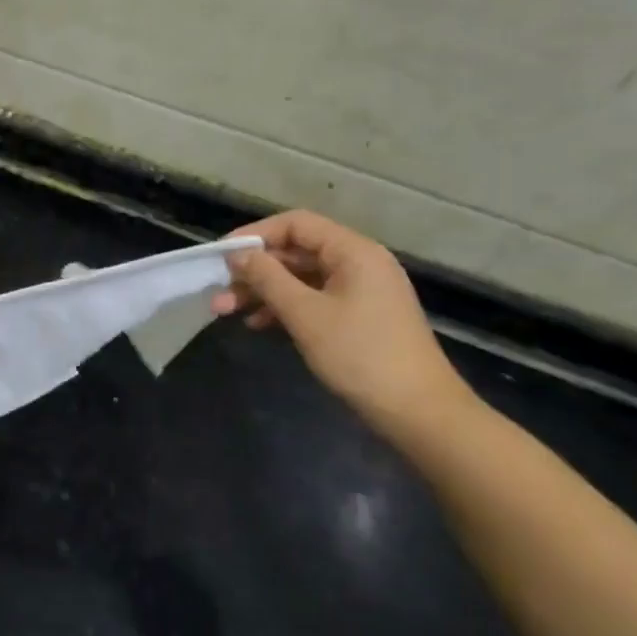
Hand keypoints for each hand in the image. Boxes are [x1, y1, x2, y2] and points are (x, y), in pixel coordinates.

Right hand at [213, 210, 470, 429]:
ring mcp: (361, 291)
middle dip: (255, 270)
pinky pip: (314, 299)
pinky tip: (258, 324)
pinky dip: (285, 307)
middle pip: (297, 251)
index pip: (296, 224)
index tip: (221, 255)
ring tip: (227, 311)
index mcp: (353, 251)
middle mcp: (359, 262)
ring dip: (264, 291)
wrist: (418, 411)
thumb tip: (239, 255)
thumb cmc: (360, 355)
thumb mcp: (306, 314)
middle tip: (218, 291)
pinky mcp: (359, 316)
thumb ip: (268, 279)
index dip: (255, 235)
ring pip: (302, 278)